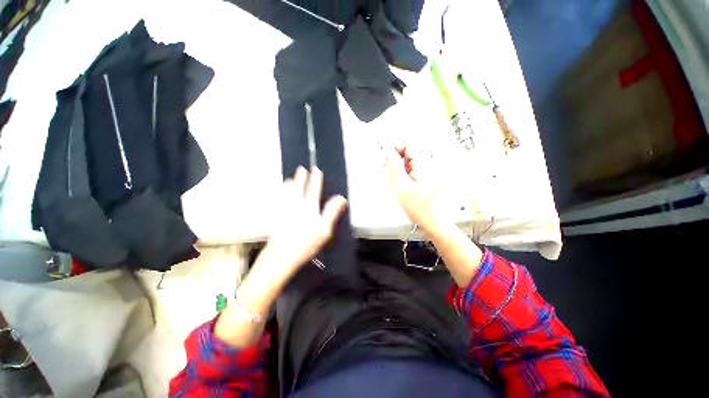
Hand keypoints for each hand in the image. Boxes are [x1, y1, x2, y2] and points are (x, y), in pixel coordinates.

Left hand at [264, 166, 347, 280]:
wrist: (281, 256)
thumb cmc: (306, 243)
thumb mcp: (324, 229)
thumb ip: (332, 212)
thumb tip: (341, 198)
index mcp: (309, 208)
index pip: (313, 190)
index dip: (315, 179)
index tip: (316, 170)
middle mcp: (296, 206)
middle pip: (299, 188)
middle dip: (301, 178)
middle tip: (302, 168)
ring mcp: (284, 211)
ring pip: (287, 193)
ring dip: (290, 184)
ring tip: (289, 178)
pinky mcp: (277, 218)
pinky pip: (278, 202)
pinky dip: (280, 195)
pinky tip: (280, 194)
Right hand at [386, 146, 448, 235]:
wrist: (432, 221)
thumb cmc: (420, 208)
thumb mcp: (402, 187)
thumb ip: (394, 168)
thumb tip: (389, 154)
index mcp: (423, 166)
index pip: (409, 147)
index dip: (396, 149)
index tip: (387, 155)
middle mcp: (427, 168)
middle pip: (410, 155)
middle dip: (396, 158)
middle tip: (387, 166)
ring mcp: (426, 175)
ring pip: (410, 164)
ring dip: (399, 166)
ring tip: (392, 176)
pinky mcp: (424, 181)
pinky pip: (412, 172)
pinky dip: (404, 174)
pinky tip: (399, 182)